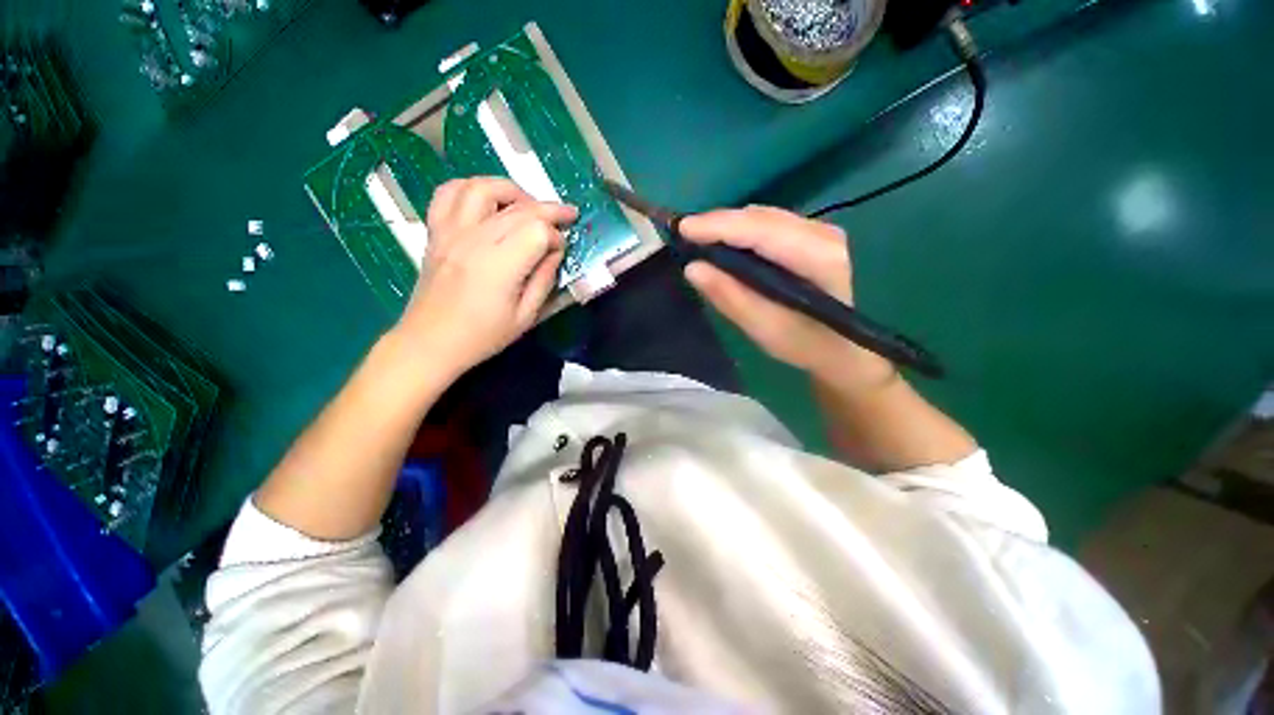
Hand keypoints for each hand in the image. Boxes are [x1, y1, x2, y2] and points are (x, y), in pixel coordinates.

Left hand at [394, 177, 576, 377]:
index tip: (561, 251)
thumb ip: (544, 280)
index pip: (537, 231)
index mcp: (500, 265)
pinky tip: (487, 200)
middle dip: (550, 209)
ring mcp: (451, 231)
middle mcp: (475, 239)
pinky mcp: (436, 231)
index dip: (556, 237)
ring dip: (512, 189)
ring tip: (527, 204)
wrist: (430, 341)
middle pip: (519, 207)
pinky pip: (449, 193)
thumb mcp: (525, 317)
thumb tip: (555, 253)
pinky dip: (471, 187)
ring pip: (483, 187)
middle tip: (568, 215)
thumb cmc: (482, 336)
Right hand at [680, 206, 891, 382]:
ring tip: (700, 239)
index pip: (762, 232)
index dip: (720, 227)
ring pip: (765, 216)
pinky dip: (743, 230)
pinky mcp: (813, 234)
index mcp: (819, 260)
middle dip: (720, 223)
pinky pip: (770, 223)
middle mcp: (824, 234)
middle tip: (686, 235)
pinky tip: (727, 242)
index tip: (683, 229)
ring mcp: (821, 230)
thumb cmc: (806, 344)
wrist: (843, 348)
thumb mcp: (764, 328)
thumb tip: (693, 267)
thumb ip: (730, 297)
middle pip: (762, 217)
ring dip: (730, 225)